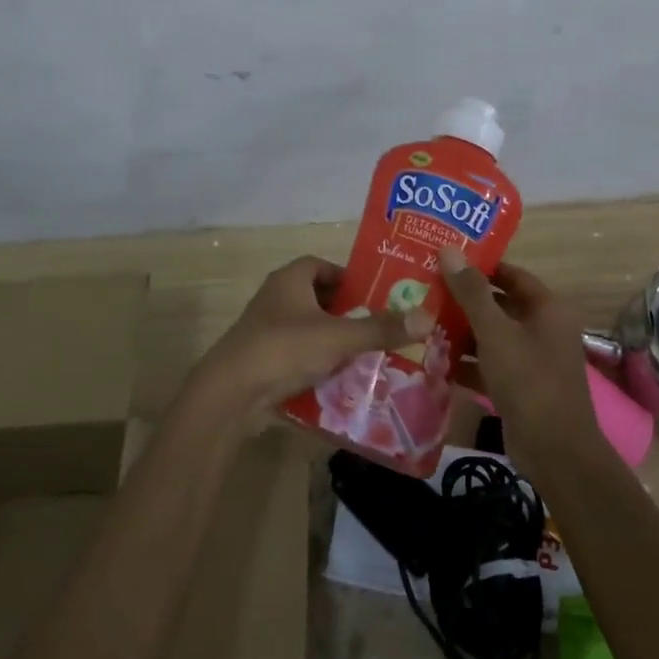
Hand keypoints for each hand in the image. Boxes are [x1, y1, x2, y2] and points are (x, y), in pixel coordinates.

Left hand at [188, 256, 435, 412]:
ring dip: (332, 338)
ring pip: (307, 328)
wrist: (231, 393)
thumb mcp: (339, 337)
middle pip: (317, 297)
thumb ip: (380, 328)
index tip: (374, 294)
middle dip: (345, 310)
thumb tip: (427, 317)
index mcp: (290, 279)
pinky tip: (340, 378)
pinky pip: (297, 354)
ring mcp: (265, 330)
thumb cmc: (284, 348)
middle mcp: (275, 298)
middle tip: (377, 325)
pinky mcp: (262, 359)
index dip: (348, 277)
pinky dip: (316, 362)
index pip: (322, 266)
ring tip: (366, 353)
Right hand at [438, 247, 597, 460]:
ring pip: (491, 336)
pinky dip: (466, 362)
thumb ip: (471, 293)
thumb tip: (449, 250)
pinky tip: (433, 359)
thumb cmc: (529, 380)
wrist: (555, 450)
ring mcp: (531, 360)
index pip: (512, 275)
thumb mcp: (495, 332)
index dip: (481, 266)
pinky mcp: (518, 386)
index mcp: (547, 309)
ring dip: (460, 332)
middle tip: (424, 288)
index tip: (445, 260)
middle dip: (463, 300)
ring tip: (420, 321)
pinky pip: (488, 364)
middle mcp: (542, 329)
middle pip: (499, 305)